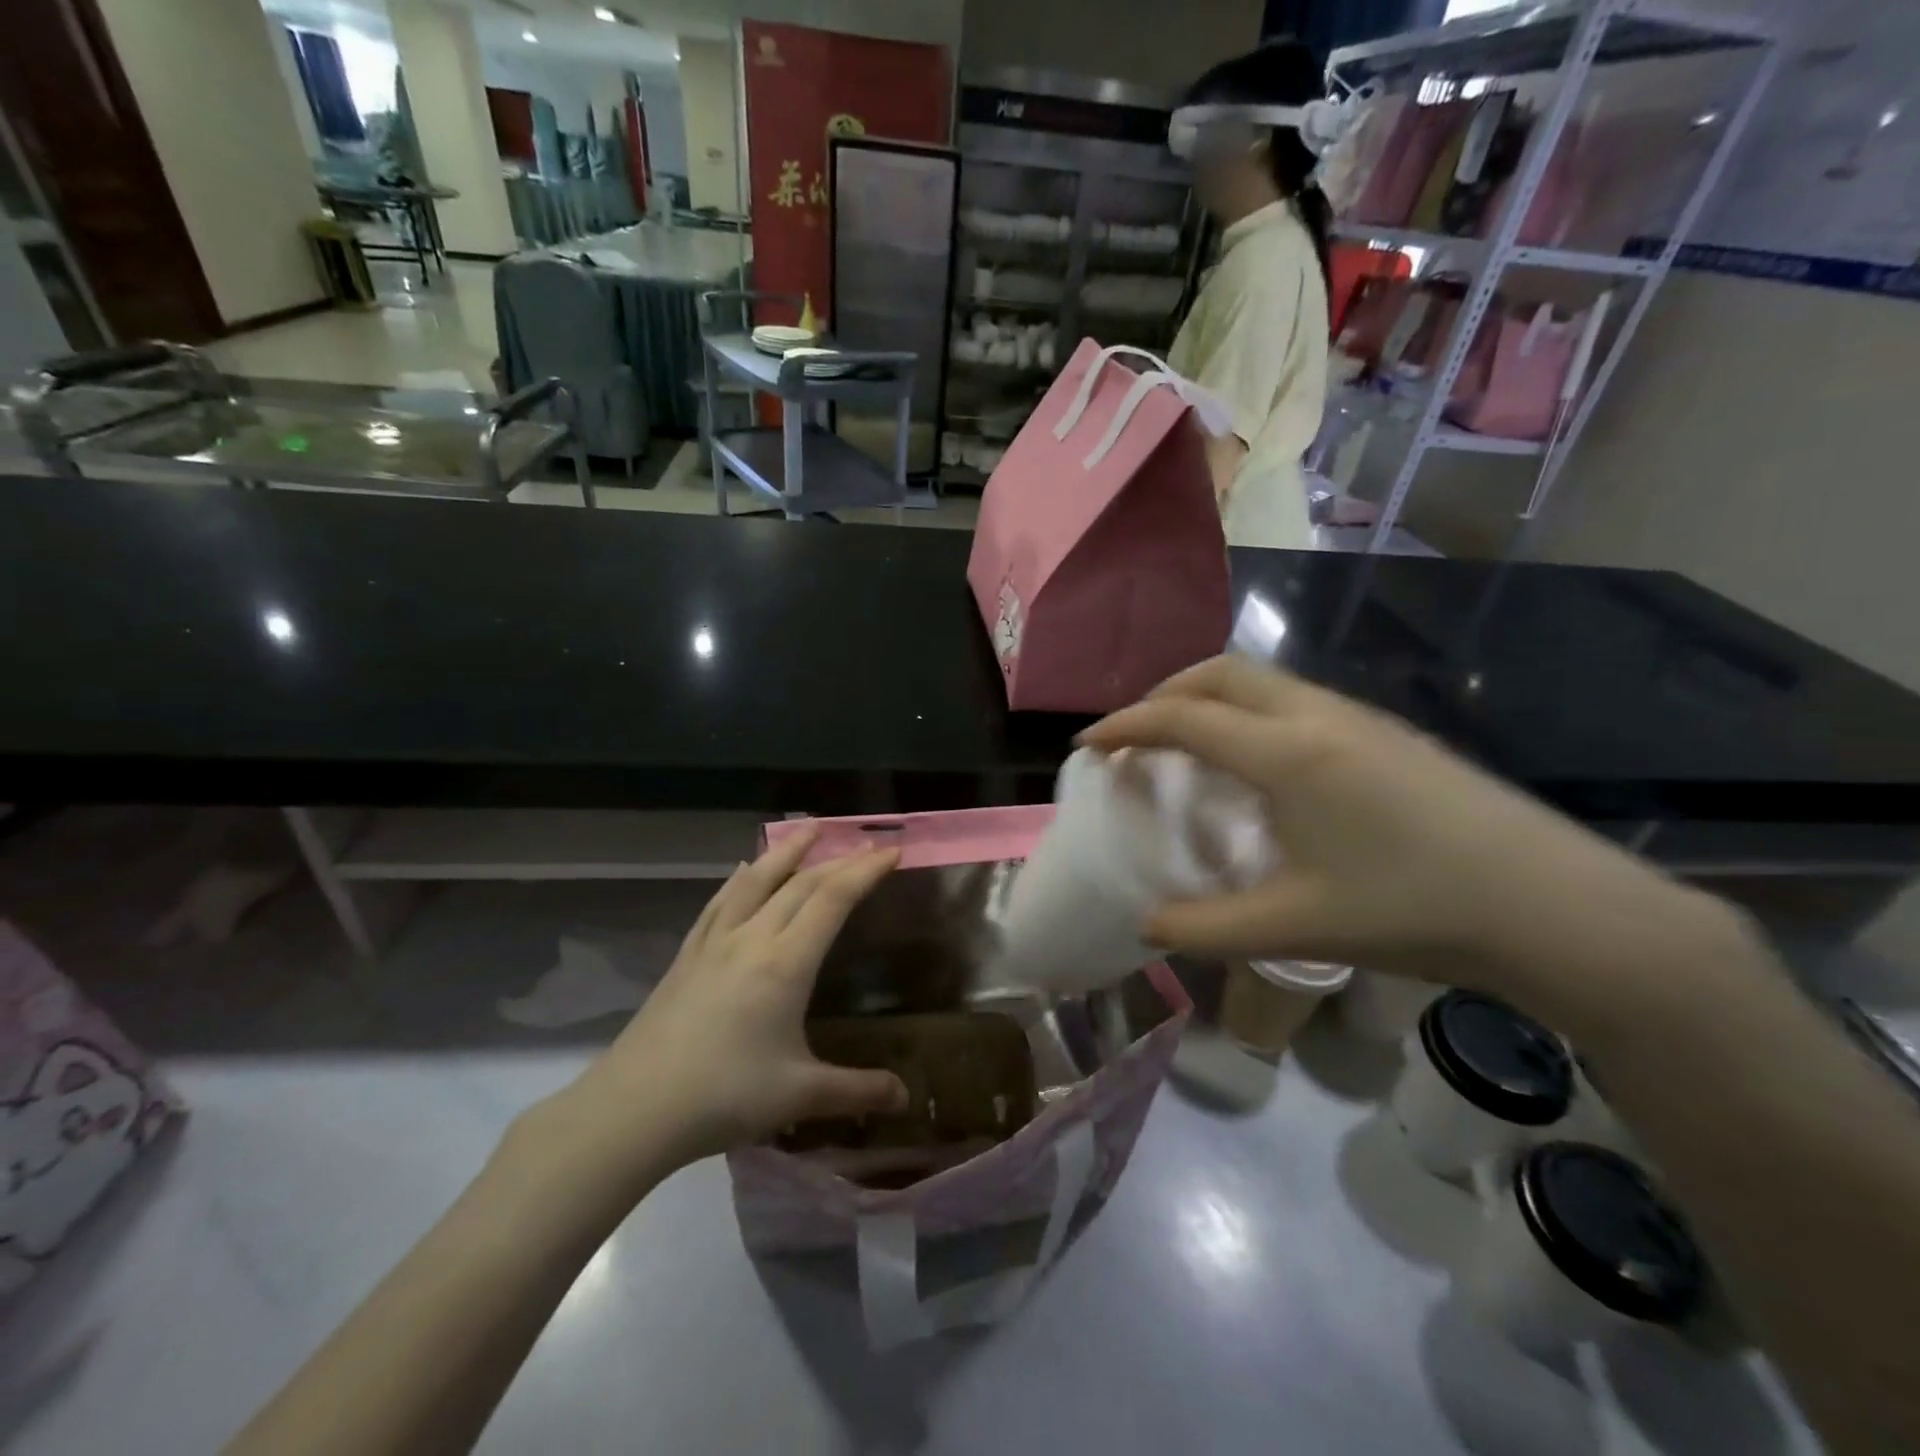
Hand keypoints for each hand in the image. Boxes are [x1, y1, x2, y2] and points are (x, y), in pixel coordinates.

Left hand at [555, 830, 908, 1177]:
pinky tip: (743, 869)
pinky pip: (720, 901)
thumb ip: (856, 1091)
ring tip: (809, 827)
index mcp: (785, 963)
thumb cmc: (723, 1097)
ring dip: (787, 850)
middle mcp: (751, 938)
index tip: (893, 851)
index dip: (866, 871)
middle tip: (867, 844)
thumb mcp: (799, 1097)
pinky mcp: (687, 954)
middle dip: (838, 859)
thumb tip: (905, 1097)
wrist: (633, 1109)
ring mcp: (714, 942)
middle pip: (801, 883)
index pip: (833, 899)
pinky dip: (741, 877)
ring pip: (756, 880)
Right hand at [1080, 657, 1740, 1023]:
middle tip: (1136, 737)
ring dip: (1209, 699)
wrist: (1558, 908)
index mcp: (1287, 754)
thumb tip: (1146, 924)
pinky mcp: (1388, 735)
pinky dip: (1249, 713)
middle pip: (1220, 674)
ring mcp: (1360, 720)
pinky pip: (1294, 701)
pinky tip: (1259, 768)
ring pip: (1262, 681)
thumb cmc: (1415, 911)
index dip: (1124, 727)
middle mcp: (1318, 717)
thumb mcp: (1294, 928)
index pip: (1182, 719)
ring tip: (1188, 748)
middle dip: (1164, 694)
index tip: (1088, 746)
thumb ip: (1205, 928)